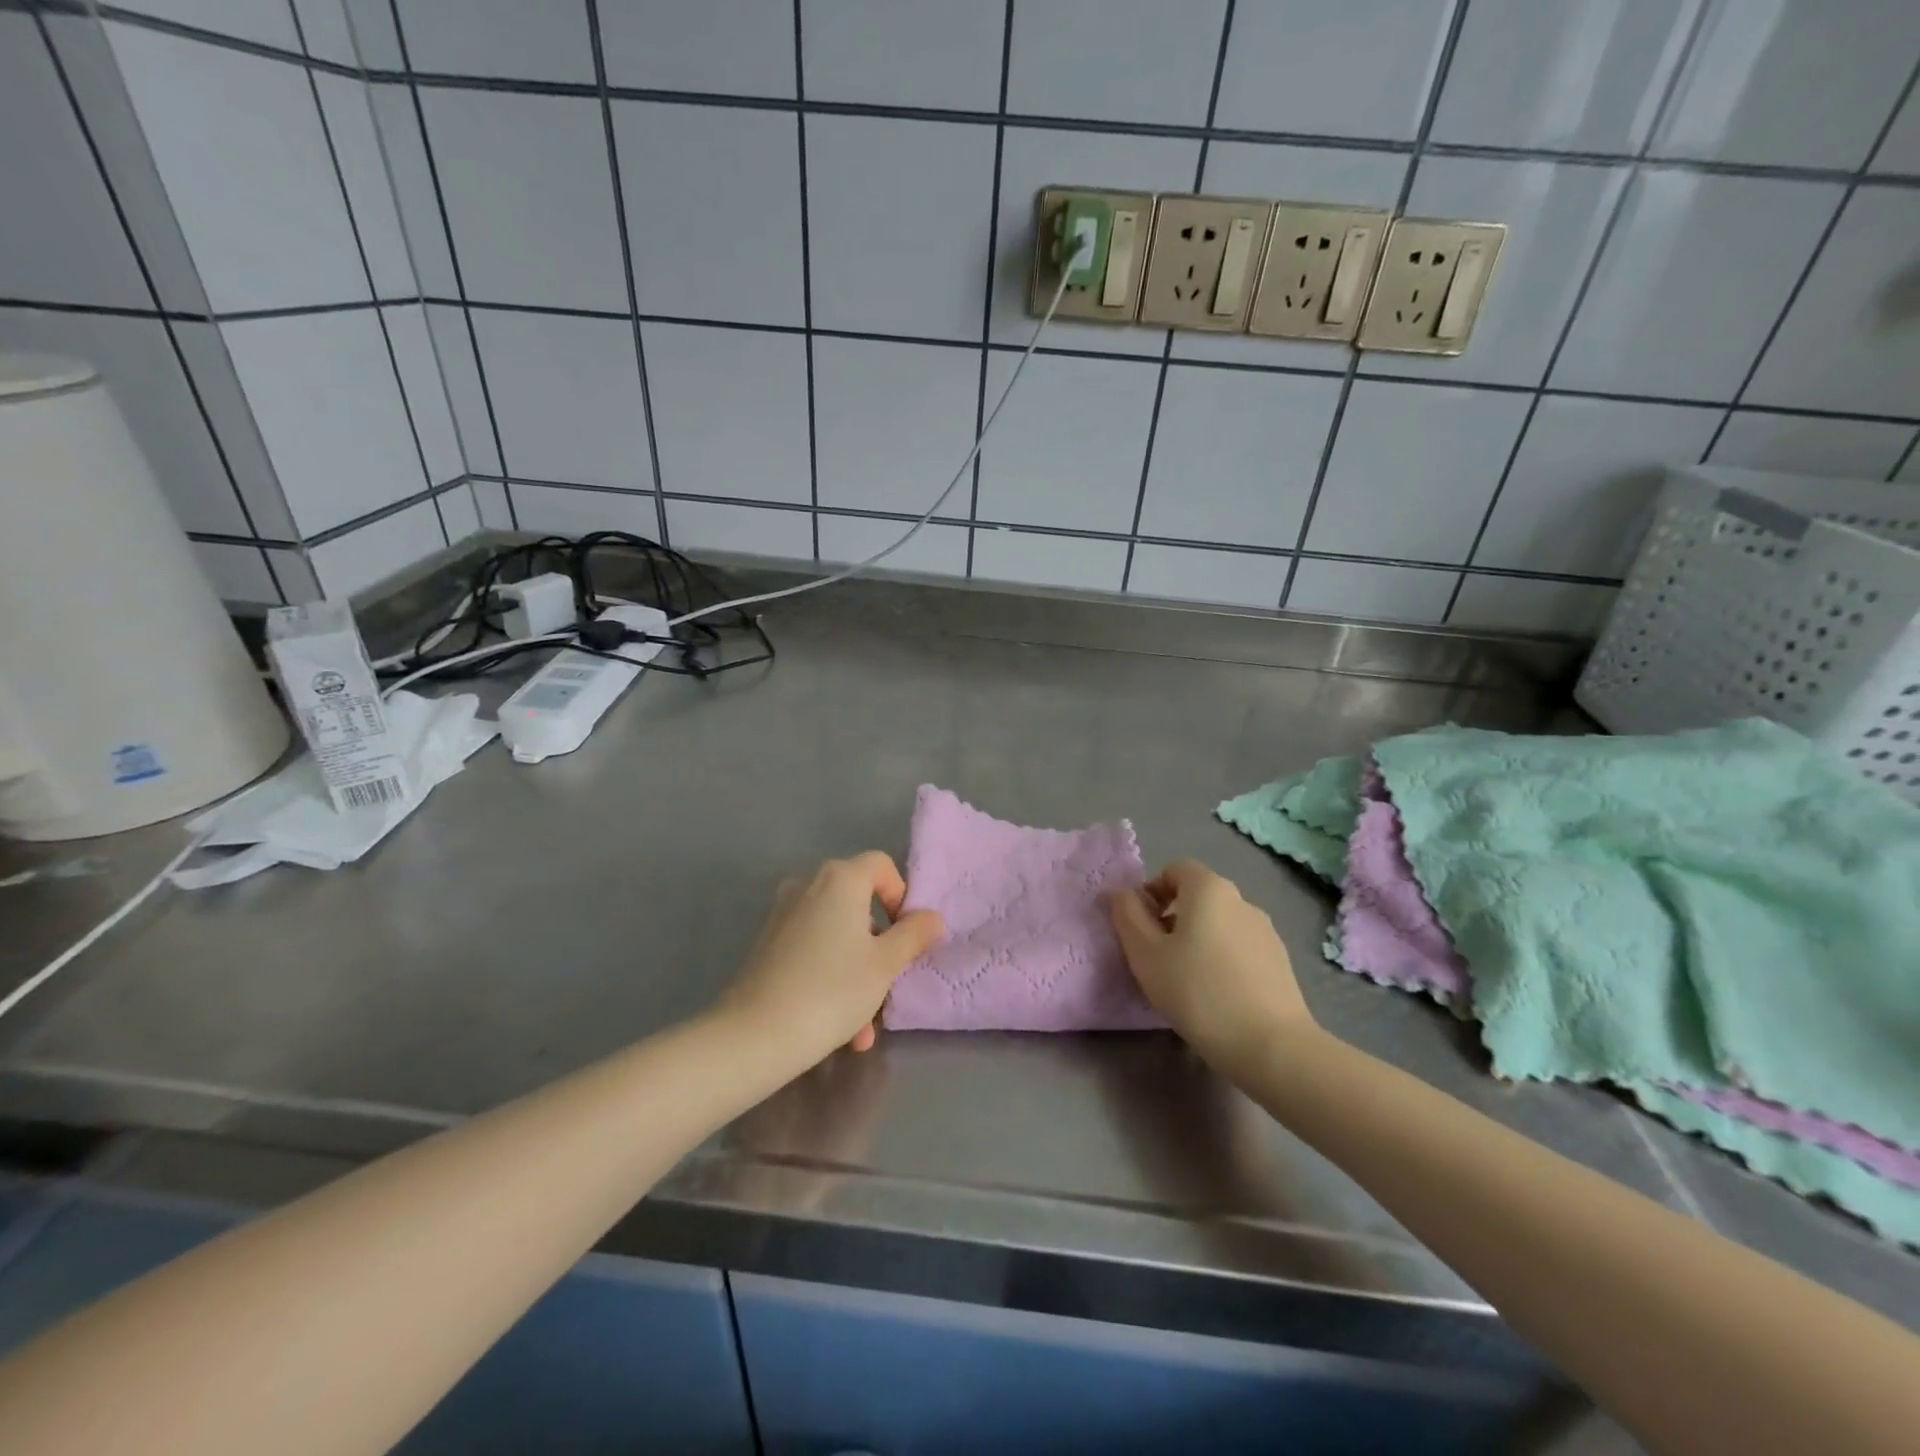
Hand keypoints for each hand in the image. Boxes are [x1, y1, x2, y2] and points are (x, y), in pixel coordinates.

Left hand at [720, 853, 942, 1065]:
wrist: (755, 1034)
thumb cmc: (832, 990)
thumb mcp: (885, 965)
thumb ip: (913, 935)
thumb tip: (931, 917)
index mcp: (841, 879)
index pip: (881, 865)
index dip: (901, 895)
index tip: (906, 935)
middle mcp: (809, 885)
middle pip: (858, 903)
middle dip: (879, 945)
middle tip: (889, 983)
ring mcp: (783, 914)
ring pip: (836, 935)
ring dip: (857, 972)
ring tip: (864, 1026)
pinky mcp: (767, 944)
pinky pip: (812, 951)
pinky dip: (830, 977)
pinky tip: (839, 1028)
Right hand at [1108, 859, 1314, 1073]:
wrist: (1271, 1045)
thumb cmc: (1197, 992)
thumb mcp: (1146, 954)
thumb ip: (1127, 916)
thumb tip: (1119, 893)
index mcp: (1208, 888)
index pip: (1175, 868)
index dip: (1152, 890)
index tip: (1141, 926)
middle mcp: (1241, 899)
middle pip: (1198, 894)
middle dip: (1172, 916)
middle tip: (1157, 955)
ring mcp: (1265, 930)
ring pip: (1219, 921)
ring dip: (1198, 938)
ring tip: (1187, 979)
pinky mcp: (1280, 960)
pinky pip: (1239, 945)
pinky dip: (1222, 957)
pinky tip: (1217, 994)